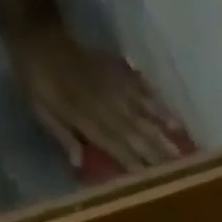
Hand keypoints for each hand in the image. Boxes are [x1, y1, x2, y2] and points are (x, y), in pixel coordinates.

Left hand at [11, 25, 186, 171]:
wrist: (38, 36)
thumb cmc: (38, 82)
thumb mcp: (41, 111)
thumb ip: (62, 135)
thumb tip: (78, 163)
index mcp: (86, 118)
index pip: (116, 147)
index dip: (134, 166)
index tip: (152, 184)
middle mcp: (105, 105)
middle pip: (136, 135)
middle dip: (157, 156)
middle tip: (180, 175)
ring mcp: (114, 87)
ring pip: (144, 116)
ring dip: (164, 136)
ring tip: (184, 154)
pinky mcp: (118, 73)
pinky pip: (143, 91)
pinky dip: (159, 106)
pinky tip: (175, 120)